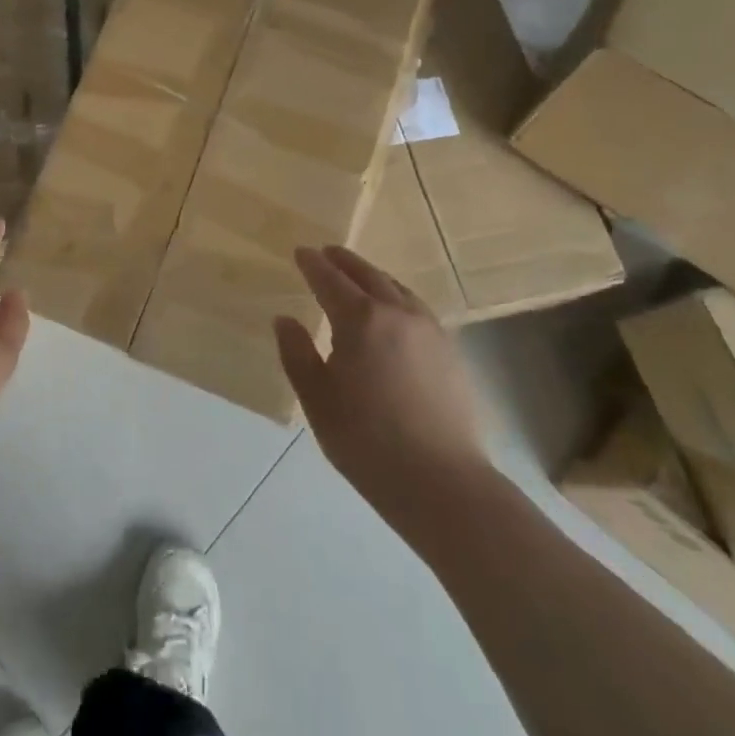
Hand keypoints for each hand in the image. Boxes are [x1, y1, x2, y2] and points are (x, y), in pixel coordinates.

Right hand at [275, 246, 485, 509]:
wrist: (442, 482)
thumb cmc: (367, 441)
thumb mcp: (317, 400)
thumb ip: (297, 353)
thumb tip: (284, 320)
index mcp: (361, 320)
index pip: (330, 280)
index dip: (313, 264)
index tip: (301, 252)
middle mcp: (398, 313)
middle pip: (367, 275)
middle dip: (344, 261)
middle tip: (327, 253)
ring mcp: (429, 330)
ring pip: (397, 288)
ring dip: (373, 276)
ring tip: (358, 276)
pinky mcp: (449, 351)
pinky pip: (416, 307)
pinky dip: (397, 296)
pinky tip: (393, 311)